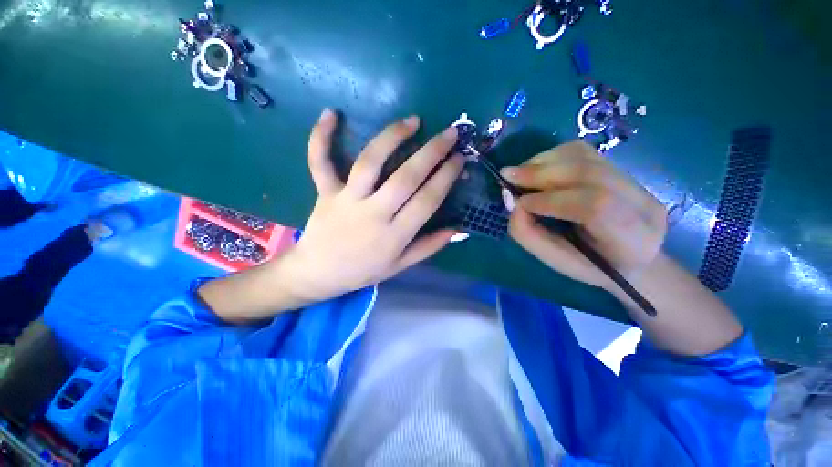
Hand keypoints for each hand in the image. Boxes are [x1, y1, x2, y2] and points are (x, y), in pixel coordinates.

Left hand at [282, 109, 464, 301]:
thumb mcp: (400, 266)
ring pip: (370, 162)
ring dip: (392, 137)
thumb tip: (458, 229)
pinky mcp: (325, 192)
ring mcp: (347, 200)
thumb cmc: (363, 270)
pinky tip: (331, 113)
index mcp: (394, 235)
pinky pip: (320, 162)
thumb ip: (429, 246)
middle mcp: (374, 213)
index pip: (427, 200)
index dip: (446, 177)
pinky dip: (321, 137)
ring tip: (412, 121)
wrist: (318, 273)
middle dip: (432, 152)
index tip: (459, 159)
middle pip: (406, 177)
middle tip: (450, 133)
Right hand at [502, 140, 666, 290]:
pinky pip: (583, 152)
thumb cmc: (588, 266)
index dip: (550, 200)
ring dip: (543, 162)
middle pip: (589, 173)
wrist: (630, 257)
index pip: (594, 206)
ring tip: (519, 173)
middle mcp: (641, 204)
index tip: (519, 203)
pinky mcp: (622, 168)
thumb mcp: (554, 260)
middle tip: (508, 176)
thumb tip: (512, 201)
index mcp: (631, 240)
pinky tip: (536, 168)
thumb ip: (529, 233)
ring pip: (585, 157)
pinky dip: (552, 156)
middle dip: (541, 173)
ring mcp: (635, 181)